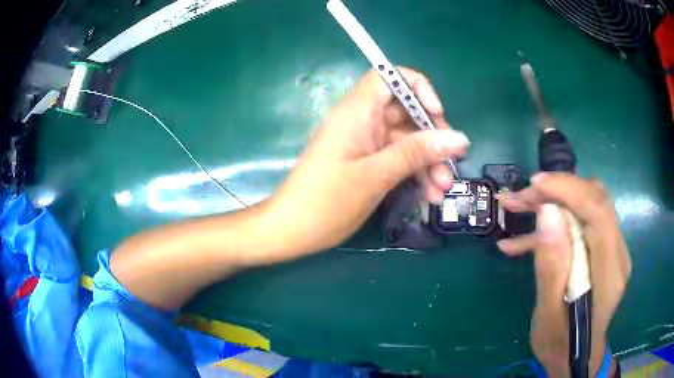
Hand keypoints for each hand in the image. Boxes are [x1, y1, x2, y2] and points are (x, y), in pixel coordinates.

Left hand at [264, 68, 468, 259]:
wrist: (292, 230)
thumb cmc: (326, 201)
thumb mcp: (376, 175)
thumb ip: (417, 153)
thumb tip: (459, 138)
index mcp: (358, 111)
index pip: (389, 76)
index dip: (417, 87)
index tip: (436, 114)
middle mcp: (363, 121)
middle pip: (406, 112)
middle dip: (433, 136)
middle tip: (451, 163)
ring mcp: (365, 143)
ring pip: (407, 140)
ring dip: (428, 162)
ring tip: (442, 190)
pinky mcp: (367, 163)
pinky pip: (398, 159)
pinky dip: (415, 173)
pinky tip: (430, 195)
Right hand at [496, 173, 630, 375]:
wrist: (575, 357)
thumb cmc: (561, 345)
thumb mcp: (548, 315)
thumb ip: (552, 267)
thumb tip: (547, 214)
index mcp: (609, 273)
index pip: (599, 213)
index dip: (570, 190)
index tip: (536, 183)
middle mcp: (617, 253)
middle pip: (594, 202)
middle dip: (557, 192)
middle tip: (520, 198)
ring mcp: (611, 250)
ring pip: (586, 206)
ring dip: (552, 203)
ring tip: (516, 208)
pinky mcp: (601, 251)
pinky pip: (580, 224)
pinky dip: (553, 226)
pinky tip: (521, 241)